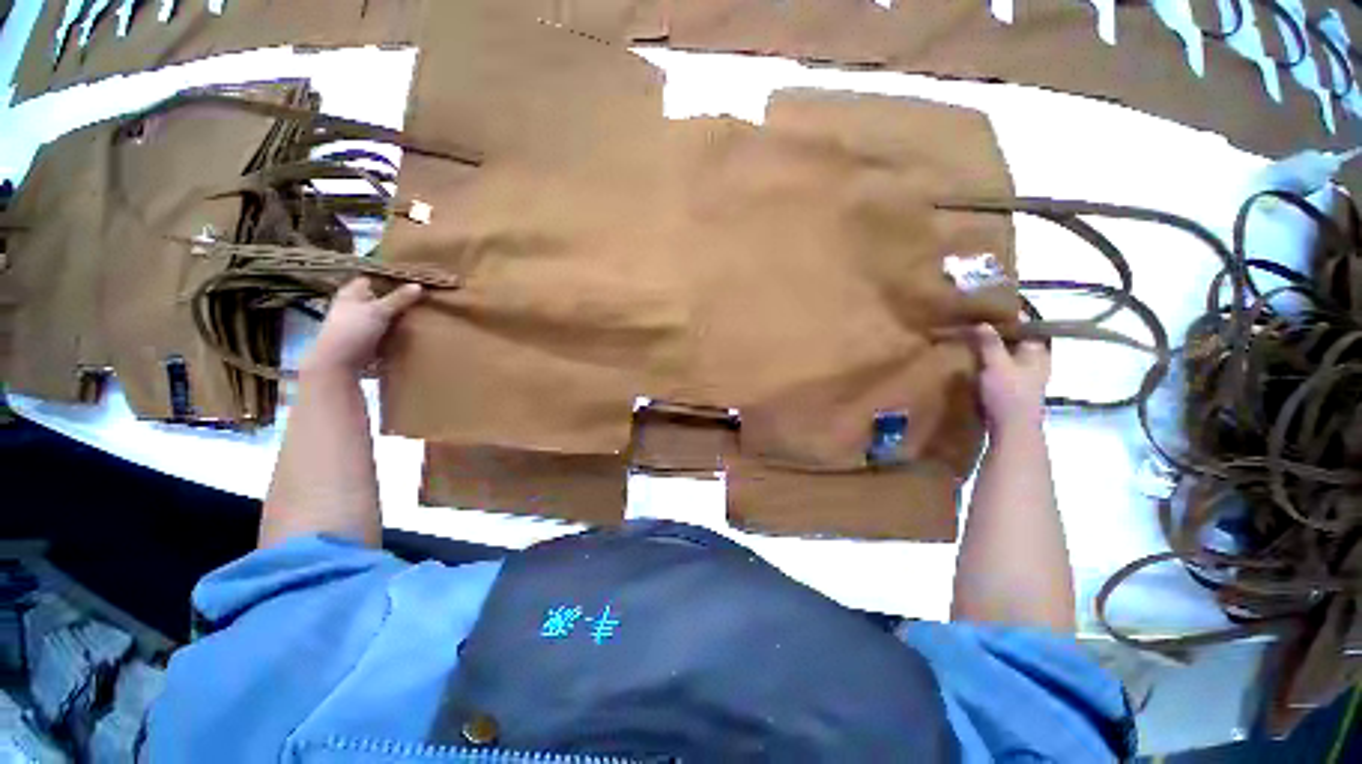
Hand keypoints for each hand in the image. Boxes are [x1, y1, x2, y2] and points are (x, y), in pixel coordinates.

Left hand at [303, 277, 422, 375]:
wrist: (338, 363)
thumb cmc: (353, 330)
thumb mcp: (379, 311)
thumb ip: (399, 299)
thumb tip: (418, 285)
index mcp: (351, 294)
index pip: (370, 280)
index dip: (387, 280)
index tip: (409, 281)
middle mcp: (352, 307)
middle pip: (378, 299)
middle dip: (396, 299)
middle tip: (419, 298)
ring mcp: (358, 325)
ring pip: (382, 316)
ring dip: (396, 316)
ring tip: (418, 315)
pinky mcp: (365, 340)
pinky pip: (384, 331)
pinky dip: (394, 331)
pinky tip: (408, 332)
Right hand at [972, 324, 1049, 431]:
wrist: (1012, 428)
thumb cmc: (1009, 394)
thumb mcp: (997, 365)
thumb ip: (990, 344)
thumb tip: (982, 322)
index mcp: (1037, 351)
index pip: (1027, 325)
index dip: (1011, 316)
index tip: (990, 308)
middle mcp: (1036, 361)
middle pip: (1019, 340)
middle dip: (1001, 332)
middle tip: (978, 322)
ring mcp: (1027, 376)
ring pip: (1011, 354)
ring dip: (995, 347)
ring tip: (974, 340)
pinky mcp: (1014, 388)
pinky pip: (1004, 366)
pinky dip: (992, 361)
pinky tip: (977, 361)